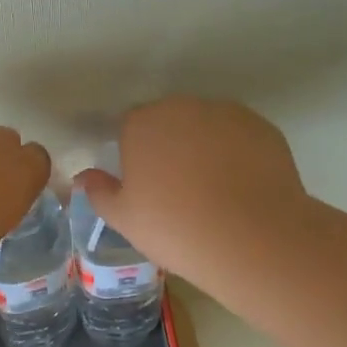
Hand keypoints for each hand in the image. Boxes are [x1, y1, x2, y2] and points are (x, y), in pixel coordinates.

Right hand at [74, 98, 307, 292]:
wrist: (253, 239)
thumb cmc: (175, 228)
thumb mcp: (125, 219)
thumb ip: (99, 192)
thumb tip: (83, 177)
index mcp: (142, 123)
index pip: (129, 126)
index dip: (134, 152)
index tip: (143, 182)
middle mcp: (183, 107)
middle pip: (169, 120)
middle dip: (169, 144)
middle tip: (176, 186)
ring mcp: (227, 114)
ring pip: (206, 125)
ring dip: (203, 146)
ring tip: (213, 189)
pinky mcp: (263, 128)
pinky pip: (239, 137)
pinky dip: (237, 153)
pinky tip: (240, 187)